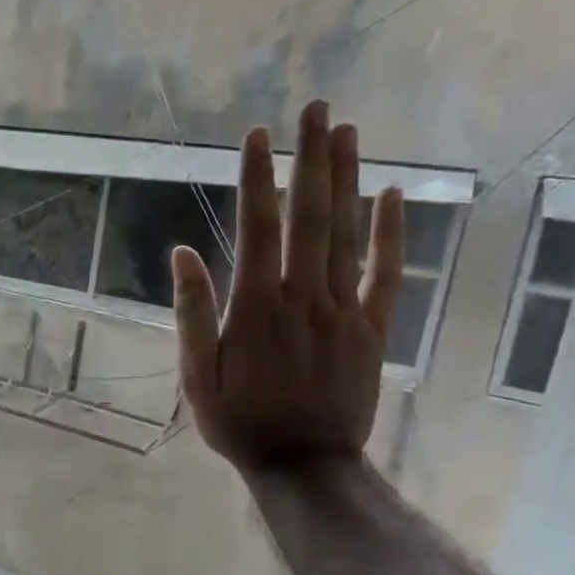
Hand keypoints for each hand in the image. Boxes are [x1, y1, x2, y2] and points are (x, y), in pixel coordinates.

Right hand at [171, 100, 404, 473]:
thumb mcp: (196, 374)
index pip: (258, 228)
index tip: (257, 136)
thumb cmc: (239, 419)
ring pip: (348, 234)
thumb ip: (192, 313)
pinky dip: (390, 233)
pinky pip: (385, 273)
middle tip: (316, 109)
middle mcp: (304, 295)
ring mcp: (344, 309)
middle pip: (311, 216)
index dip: (258, 179)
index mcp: (257, 306)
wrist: (306, 464)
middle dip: (311, 159)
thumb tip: (181, 254)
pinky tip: (392, 195)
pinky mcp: (372, 328)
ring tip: (348, 133)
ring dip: (347, 180)